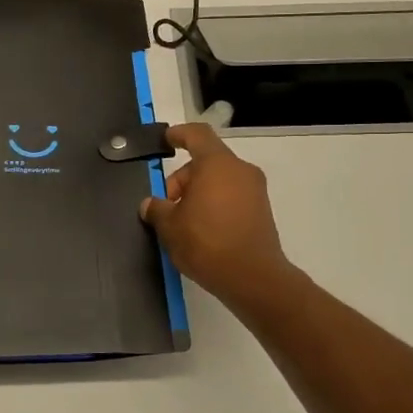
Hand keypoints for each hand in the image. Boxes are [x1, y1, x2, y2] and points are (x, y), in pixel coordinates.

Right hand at [140, 123, 297, 309]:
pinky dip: (214, 205)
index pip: (197, 135)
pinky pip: (231, 197)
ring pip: (219, 181)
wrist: (253, 278)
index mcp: (217, 164)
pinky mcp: (261, 212)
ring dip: (197, 194)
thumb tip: (151, 204)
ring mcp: (255, 191)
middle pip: (206, 162)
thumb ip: (157, 209)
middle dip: (182, 179)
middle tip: (165, 206)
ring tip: (181, 222)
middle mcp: (240, 171)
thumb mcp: (170, 226)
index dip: (179, 134)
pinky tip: (201, 231)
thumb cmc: (207, 242)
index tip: (166, 140)